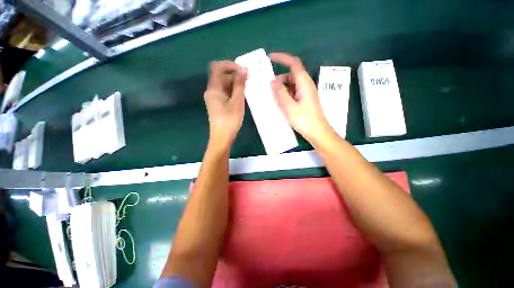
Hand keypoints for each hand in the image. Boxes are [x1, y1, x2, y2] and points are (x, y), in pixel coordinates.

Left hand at [204, 61, 246, 148]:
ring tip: (247, 89)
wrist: (222, 137)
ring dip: (235, 84)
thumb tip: (243, 68)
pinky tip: (241, 96)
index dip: (231, 65)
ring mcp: (214, 98)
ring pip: (224, 84)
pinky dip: (232, 91)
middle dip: (235, 75)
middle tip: (248, 81)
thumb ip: (240, 84)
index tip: (243, 70)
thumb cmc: (230, 120)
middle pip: (221, 75)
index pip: (218, 67)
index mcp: (214, 88)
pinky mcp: (217, 104)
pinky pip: (224, 92)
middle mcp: (211, 90)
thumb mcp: (237, 101)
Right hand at [269, 53, 332, 143]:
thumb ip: (280, 93)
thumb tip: (273, 81)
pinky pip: (293, 93)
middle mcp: (306, 85)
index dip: (282, 58)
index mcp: (304, 83)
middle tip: (267, 86)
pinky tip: (279, 102)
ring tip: (272, 96)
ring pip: (292, 85)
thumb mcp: (289, 107)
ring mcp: (306, 93)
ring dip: (281, 88)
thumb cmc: (304, 120)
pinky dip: (285, 94)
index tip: (270, 57)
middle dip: (279, 78)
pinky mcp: (305, 101)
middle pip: (292, 75)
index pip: (293, 64)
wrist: (318, 133)